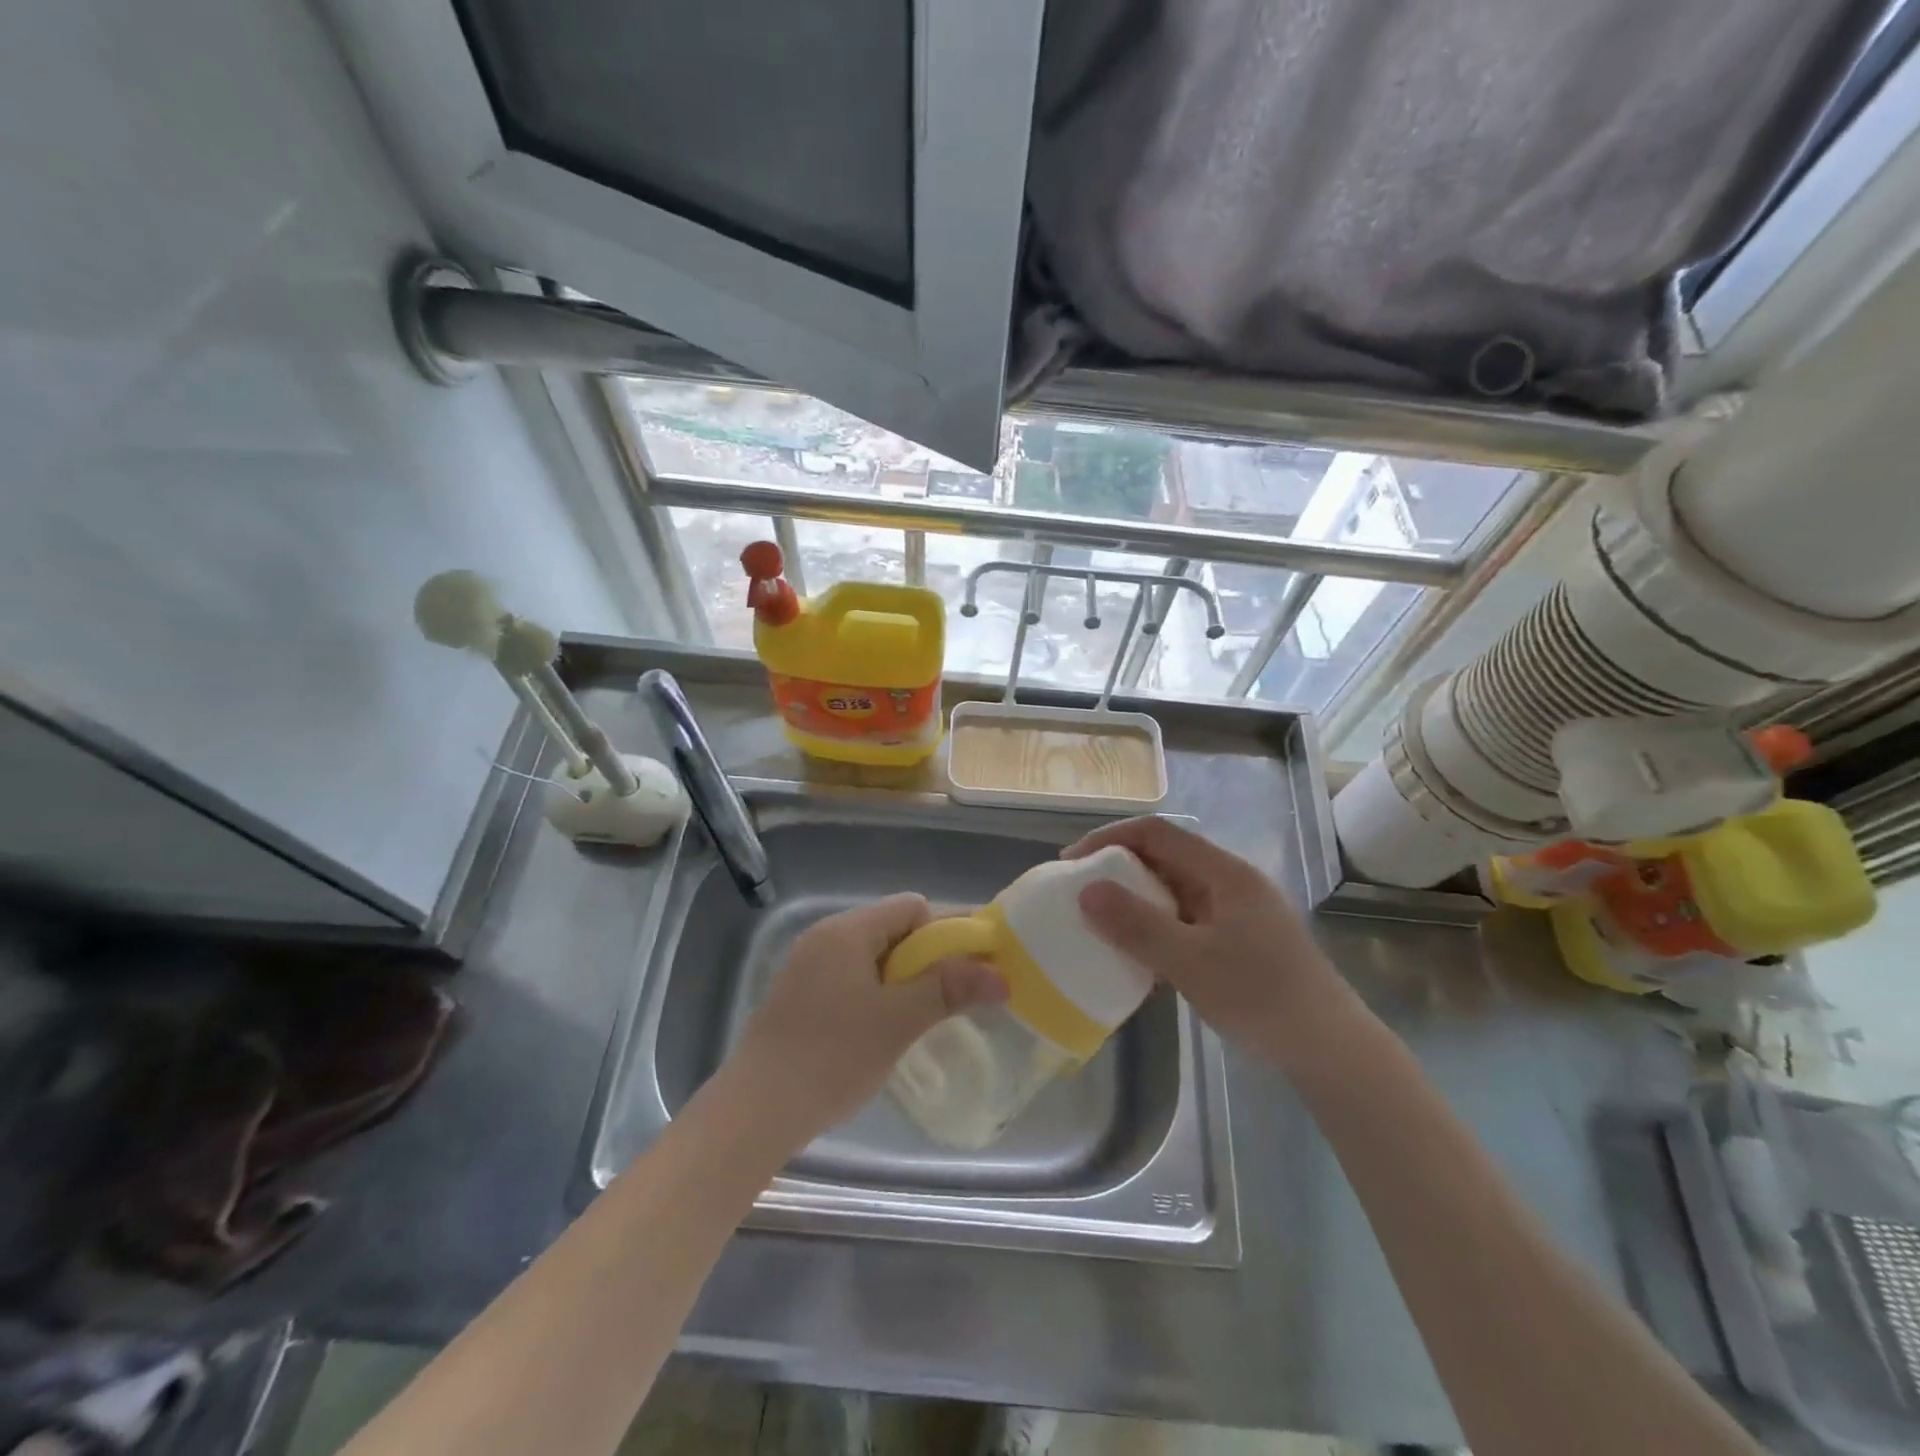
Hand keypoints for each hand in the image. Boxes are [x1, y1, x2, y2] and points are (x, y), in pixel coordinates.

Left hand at [728, 894, 1004, 1147]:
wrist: (755, 1112)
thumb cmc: (831, 1058)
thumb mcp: (898, 1021)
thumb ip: (949, 989)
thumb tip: (1000, 975)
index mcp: (847, 930)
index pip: (912, 907)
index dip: (947, 931)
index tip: (972, 967)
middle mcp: (825, 937)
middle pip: (893, 929)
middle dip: (928, 957)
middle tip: (954, 996)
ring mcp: (808, 966)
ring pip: (872, 957)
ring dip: (904, 978)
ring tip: (923, 1016)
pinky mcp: (799, 996)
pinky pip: (851, 978)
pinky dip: (877, 993)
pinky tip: (885, 1029)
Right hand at [1062, 817, 1359, 1070]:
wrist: (1331, 1052)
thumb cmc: (1262, 998)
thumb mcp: (1191, 962)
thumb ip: (1137, 925)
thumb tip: (1086, 891)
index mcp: (1225, 873)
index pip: (1157, 833)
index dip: (1109, 838)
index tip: (1072, 863)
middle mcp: (1231, 883)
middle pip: (1165, 858)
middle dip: (1118, 869)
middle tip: (1080, 894)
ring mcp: (1237, 913)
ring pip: (1174, 891)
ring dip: (1135, 900)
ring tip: (1099, 922)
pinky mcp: (1238, 942)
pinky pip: (1185, 920)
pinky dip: (1155, 926)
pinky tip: (1136, 953)